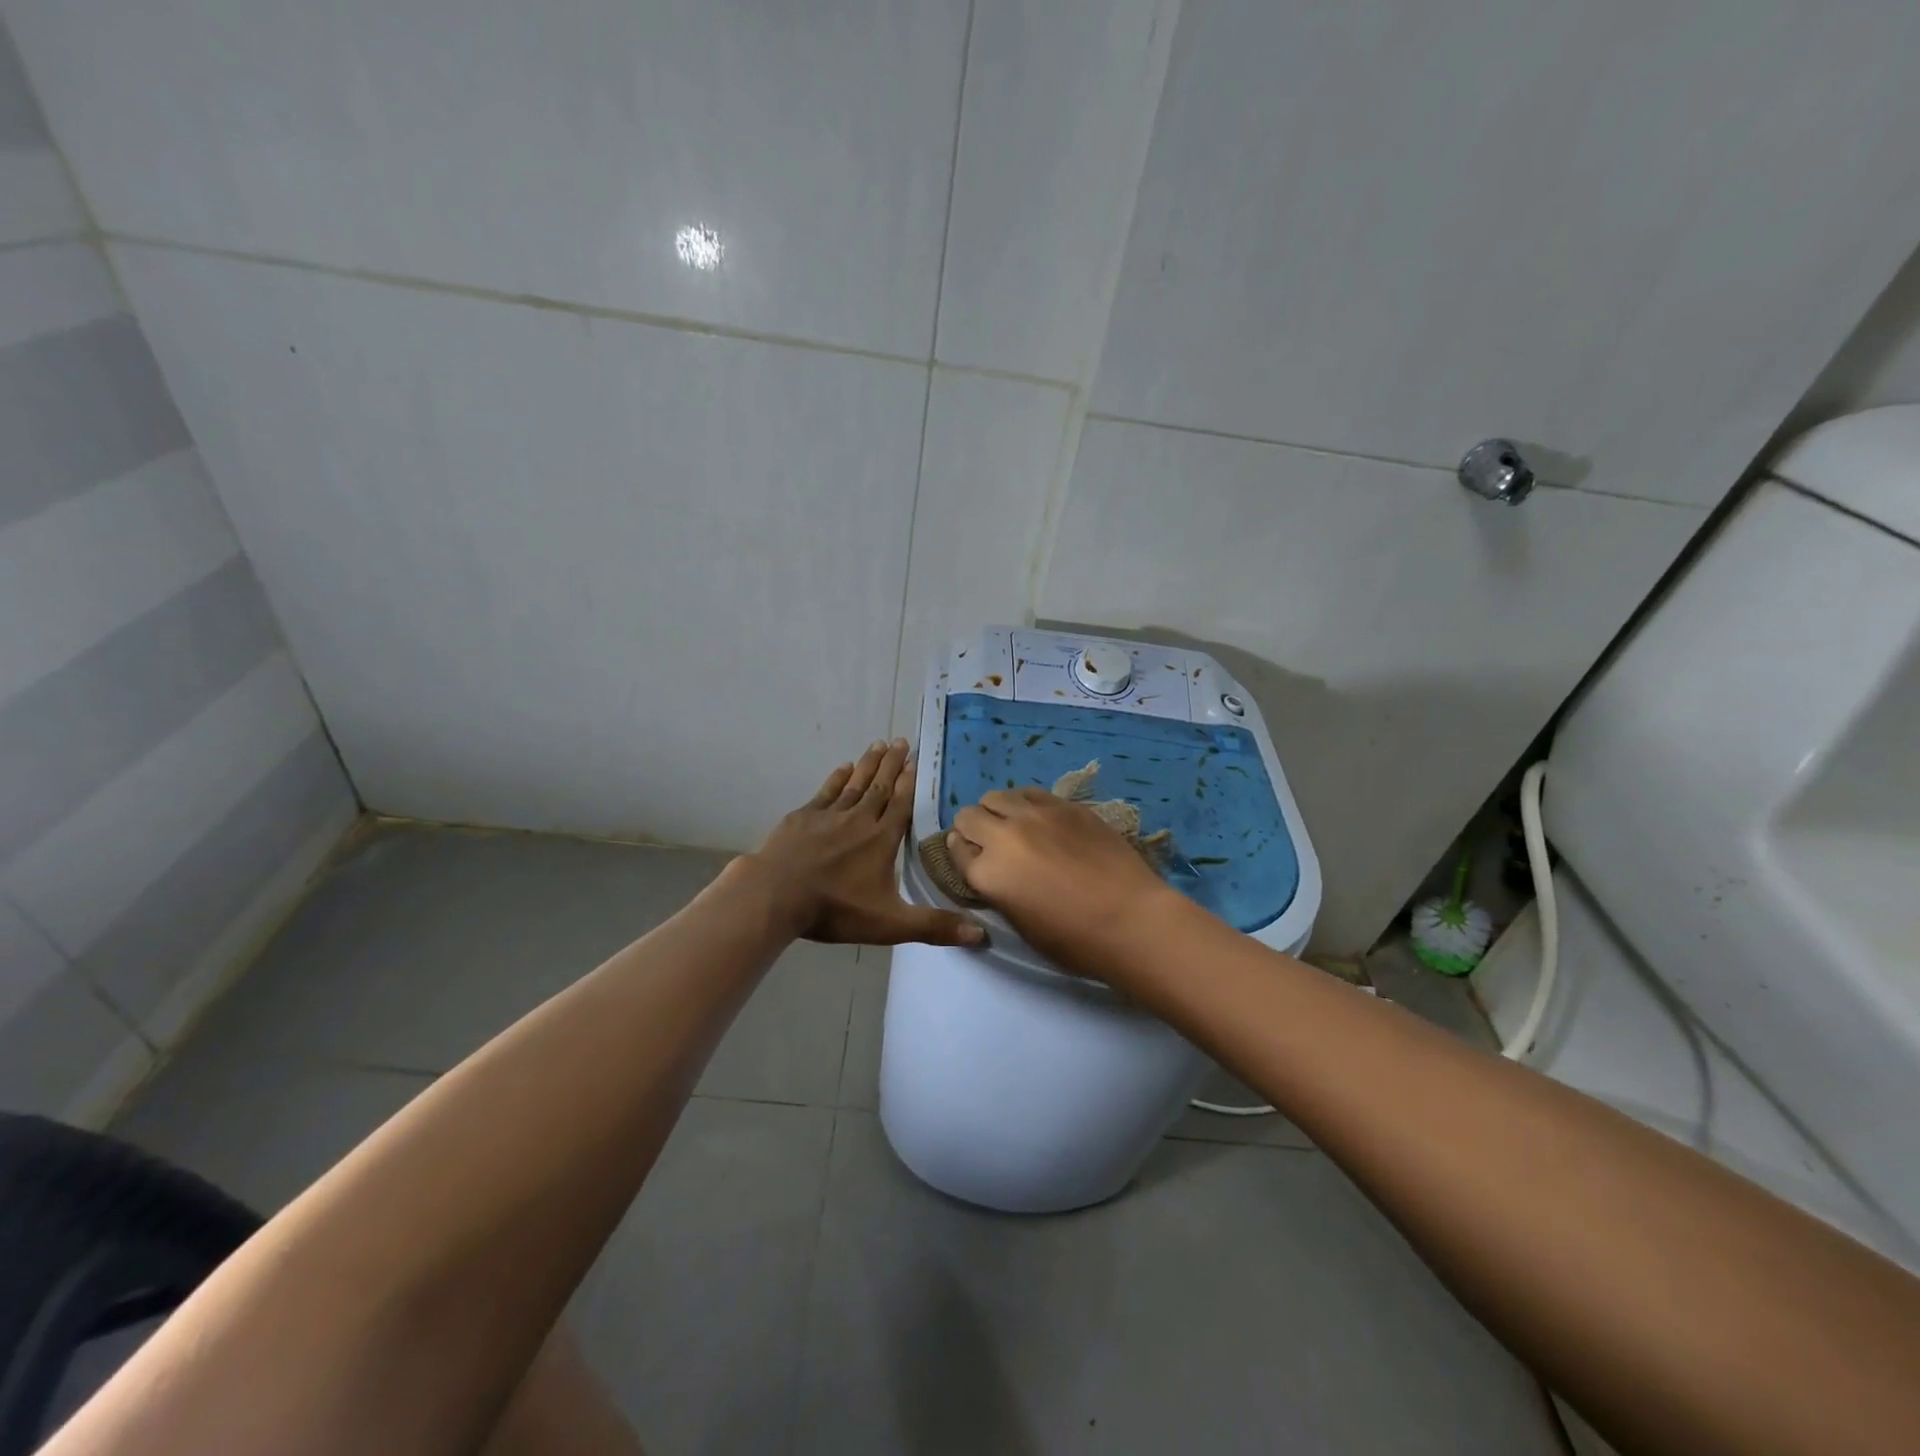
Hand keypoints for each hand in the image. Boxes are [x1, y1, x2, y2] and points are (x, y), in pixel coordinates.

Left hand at [744, 739, 984, 947]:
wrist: (776, 895)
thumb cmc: (835, 909)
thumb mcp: (890, 923)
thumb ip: (933, 926)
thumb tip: (981, 934)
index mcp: (882, 840)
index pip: (901, 805)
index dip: (909, 783)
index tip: (915, 760)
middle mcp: (859, 820)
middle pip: (880, 787)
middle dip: (892, 764)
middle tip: (901, 741)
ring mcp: (829, 816)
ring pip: (855, 784)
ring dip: (868, 764)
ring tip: (879, 744)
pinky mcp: (803, 817)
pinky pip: (826, 792)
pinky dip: (837, 778)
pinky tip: (843, 767)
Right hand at [947, 788, 1185, 974]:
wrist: (1130, 919)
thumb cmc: (1074, 939)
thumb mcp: (1019, 922)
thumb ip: (996, 888)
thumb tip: (989, 867)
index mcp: (988, 873)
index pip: (955, 850)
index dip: (961, 854)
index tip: (972, 859)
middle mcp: (1004, 835)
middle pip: (969, 815)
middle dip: (973, 829)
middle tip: (992, 845)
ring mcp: (1036, 815)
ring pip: (998, 796)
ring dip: (998, 811)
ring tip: (1016, 828)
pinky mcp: (1065, 805)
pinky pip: (1031, 793)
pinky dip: (1026, 805)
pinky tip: (1042, 821)